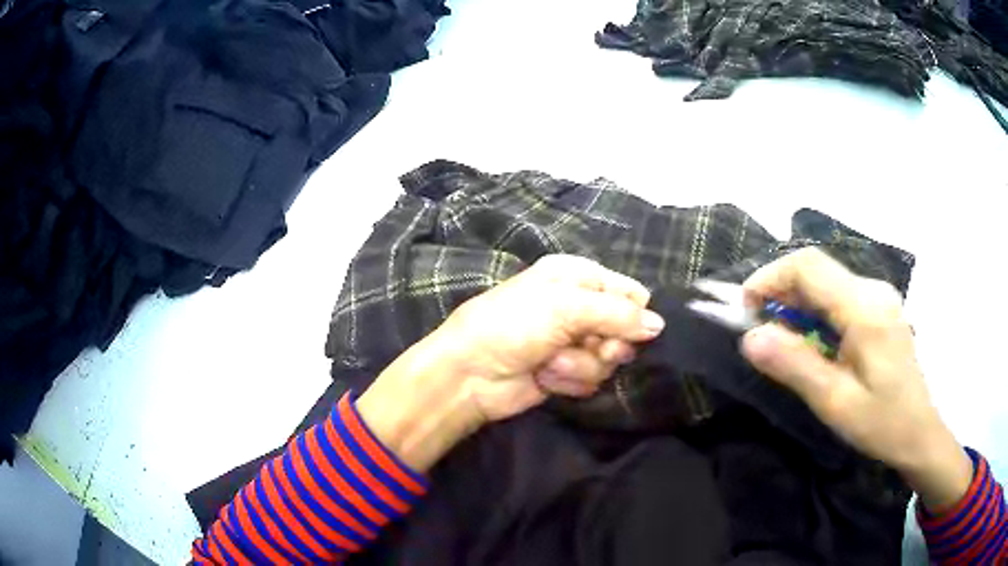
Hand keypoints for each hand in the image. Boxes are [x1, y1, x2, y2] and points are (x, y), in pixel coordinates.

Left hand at [357, 255, 663, 470]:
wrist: (471, 374)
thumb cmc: (513, 326)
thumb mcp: (565, 308)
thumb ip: (617, 315)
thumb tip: (659, 326)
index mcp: (577, 277)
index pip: (629, 292)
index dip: (634, 312)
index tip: (628, 328)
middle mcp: (579, 306)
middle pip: (625, 328)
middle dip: (607, 344)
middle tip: (592, 346)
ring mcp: (573, 342)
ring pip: (609, 358)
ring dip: (581, 365)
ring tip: (551, 362)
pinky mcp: (567, 372)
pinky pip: (592, 378)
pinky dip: (570, 380)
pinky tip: (546, 377)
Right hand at [739, 248, 972, 512]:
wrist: (919, 433)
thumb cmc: (880, 423)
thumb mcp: (835, 402)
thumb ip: (794, 365)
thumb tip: (750, 337)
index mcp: (864, 308)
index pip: (808, 267)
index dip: (769, 279)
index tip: (745, 310)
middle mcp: (873, 290)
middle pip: (816, 270)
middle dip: (780, 292)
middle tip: (759, 331)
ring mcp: (879, 297)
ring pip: (827, 282)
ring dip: (798, 303)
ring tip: (782, 341)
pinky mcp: (880, 308)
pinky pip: (840, 296)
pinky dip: (816, 311)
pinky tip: (813, 342)